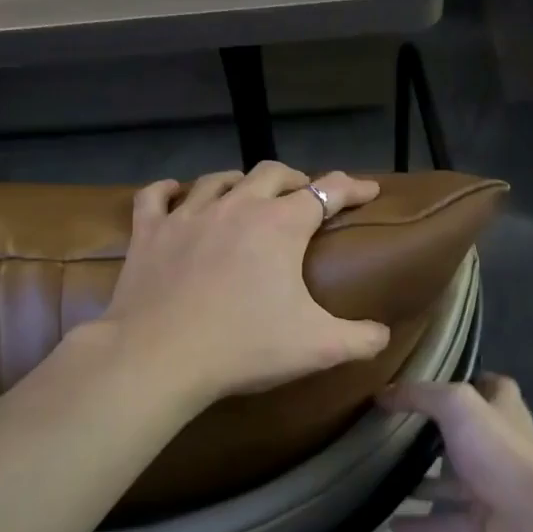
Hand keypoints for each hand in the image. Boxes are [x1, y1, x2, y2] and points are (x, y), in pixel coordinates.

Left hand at [93, 161, 390, 402]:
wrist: (158, 358)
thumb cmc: (244, 346)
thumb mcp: (318, 348)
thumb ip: (361, 338)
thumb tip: (383, 335)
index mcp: (281, 225)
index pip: (328, 192)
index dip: (353, 187)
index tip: (369, 190)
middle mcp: (237, 206)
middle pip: (272, 173)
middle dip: (295, 180)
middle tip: (305, 197)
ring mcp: (188, 216)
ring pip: (219, 180)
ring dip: (240, 183)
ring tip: (248, 196)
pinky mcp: (149, 233)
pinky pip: (156, 197)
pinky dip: (168, 191)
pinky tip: (174, 193)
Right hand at [380, 374, 532, 531]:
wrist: (532, 523)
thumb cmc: (498, 453)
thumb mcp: (457, 407)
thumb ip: (421, 395)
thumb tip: (384, 393)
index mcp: (504, 409)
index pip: (489, 385)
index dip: (466, 379)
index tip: (430, 380)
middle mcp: (502, 444)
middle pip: (468, 432)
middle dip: (437, 430)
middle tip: (396, 428)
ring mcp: (494, 485)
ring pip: (454, 480)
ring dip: (426, 480)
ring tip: (386, 475)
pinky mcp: (485, 521)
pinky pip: (448, 520)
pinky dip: (423, 523)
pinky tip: (393, 524)